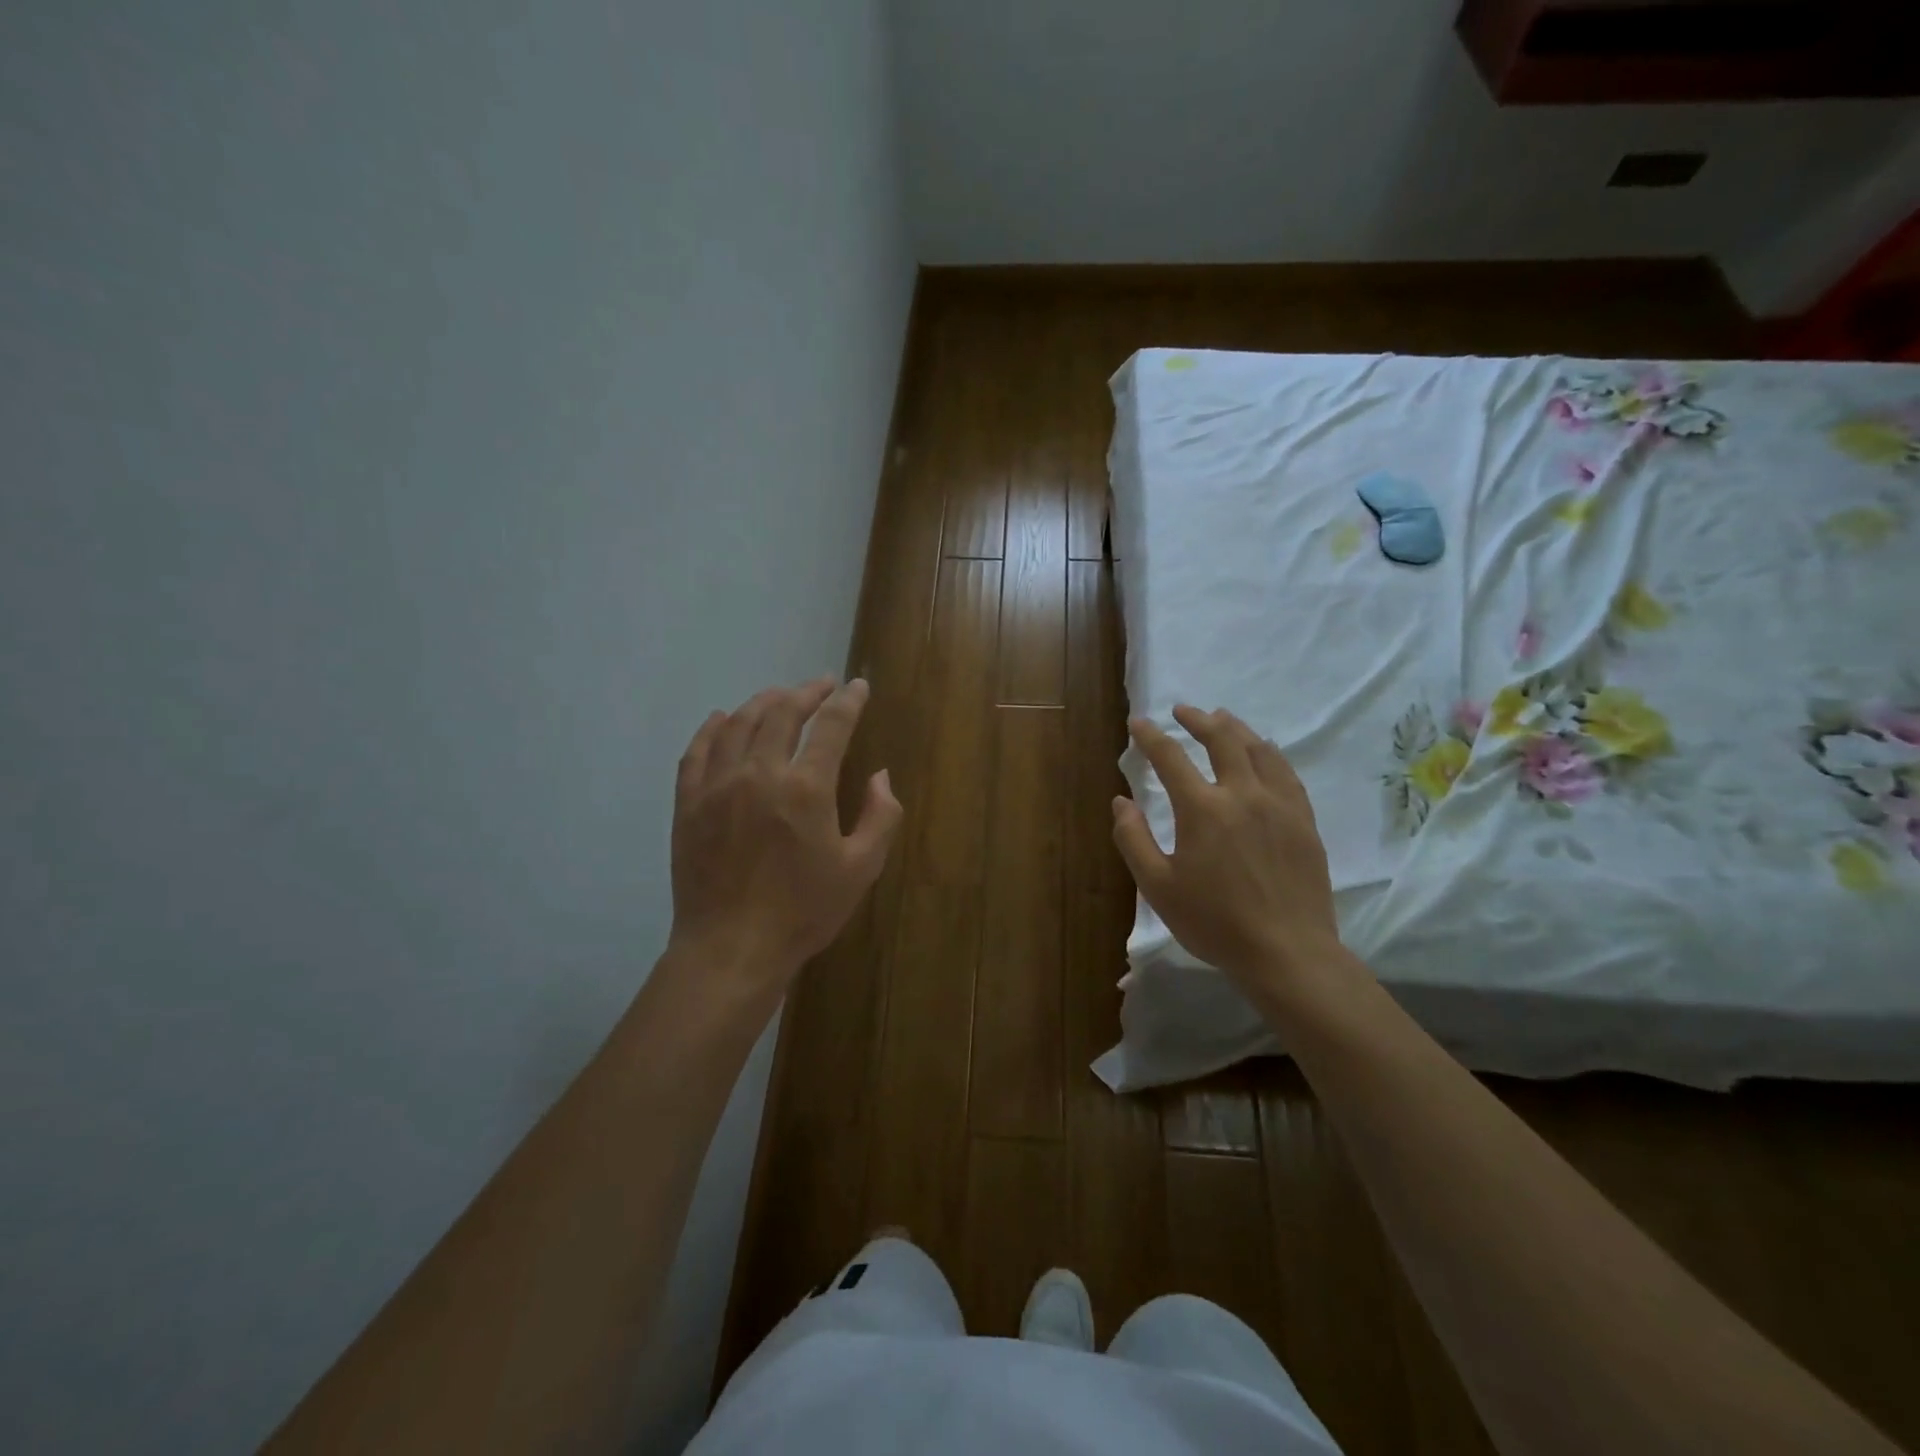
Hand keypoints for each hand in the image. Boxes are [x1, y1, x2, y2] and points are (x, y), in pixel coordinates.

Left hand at [669, 678, 902, 990]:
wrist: (732, 948)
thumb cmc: (804, 911)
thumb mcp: (861, 868)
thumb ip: (881, 816)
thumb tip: (880, 775)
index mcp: (806, 788)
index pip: (832, 726)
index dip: (848, 700)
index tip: (857, 686)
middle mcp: (759, 774)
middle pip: (781, 713)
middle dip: (806, 692)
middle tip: (821, 686)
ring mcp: (717, 786)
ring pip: (738, 724)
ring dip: (762, 702)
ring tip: (779, 697)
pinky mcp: (688, 803)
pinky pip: (697, 751)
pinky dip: (712, 728)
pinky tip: (721, 718)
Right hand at [1112, 705, 1349, 995]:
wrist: (1287, 952)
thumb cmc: (1214, 922)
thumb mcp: (1158, 886)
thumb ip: (1133, 839)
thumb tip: (1121, 801)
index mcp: (1203, 809)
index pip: (1171, 758)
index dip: (1150, 737)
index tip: (1138, 723)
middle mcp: (1243, 794)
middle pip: (1222, 739)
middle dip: (1198, 720)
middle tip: (1183, 710)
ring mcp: (1280, 805)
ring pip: (1259, 749)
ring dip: (1236, 728)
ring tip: (1222, 718)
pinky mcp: (1304, 821)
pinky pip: (1286, 773)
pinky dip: (1269, 753)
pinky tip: (1265, 753)